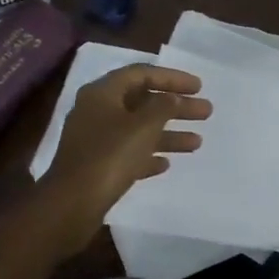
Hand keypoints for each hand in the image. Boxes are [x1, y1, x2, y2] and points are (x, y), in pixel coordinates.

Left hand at [34, 63, 211, 251]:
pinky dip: (148, 154)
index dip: (172, 77)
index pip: (141, 73)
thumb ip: (163, 106)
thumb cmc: (109, 156)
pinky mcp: (96, 165)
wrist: (72, 204)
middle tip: (206, 112)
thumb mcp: (143, 126)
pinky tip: (166, 164)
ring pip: (138, 129)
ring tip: (197, 142)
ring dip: (167, 133)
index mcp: (102, 93)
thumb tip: (172, 98)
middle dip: (175, 106)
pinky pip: (128, 153)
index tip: (199, 87)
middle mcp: (96, 111)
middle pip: (142, 101)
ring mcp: (95, 139)